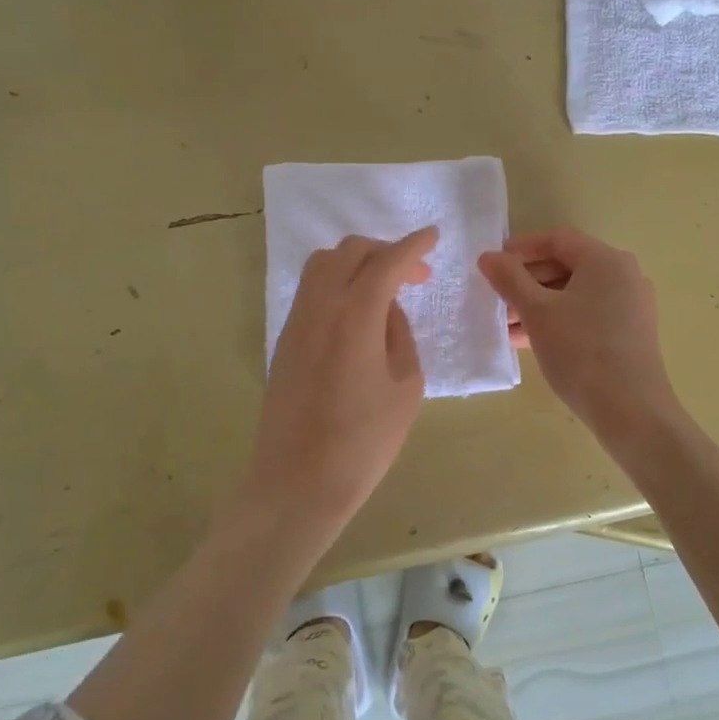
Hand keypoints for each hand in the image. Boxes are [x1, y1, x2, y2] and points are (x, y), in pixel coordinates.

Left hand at [239, 227, 438, 539]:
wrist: (297, 483)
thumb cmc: (363, 441)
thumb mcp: (405, 386)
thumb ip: (399, 334)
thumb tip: (387, 309)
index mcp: (355, 315)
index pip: (386, 261)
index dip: (413, 245)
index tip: (434, 236)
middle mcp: (320, 306)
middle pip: (349, 252)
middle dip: (385, 250)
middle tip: (414, 273)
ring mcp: (296, 321)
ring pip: (322, 264)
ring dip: (356, 262)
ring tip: (384, 288)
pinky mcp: (284, 340)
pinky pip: (311, 290)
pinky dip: (337, 282)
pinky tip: (357, 311)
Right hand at [478, 227, 682, 446]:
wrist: (631, 412)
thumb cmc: (581, 351)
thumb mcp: (538, 313)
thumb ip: (510, 279)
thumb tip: (488, 256)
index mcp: (606, 260)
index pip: (557, 239)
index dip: (521, 248)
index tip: (492, 264)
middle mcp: (623, 275)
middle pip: (566, 265)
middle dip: (526, 281)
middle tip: (496, 297)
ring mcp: (629, 305)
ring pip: (574, 294)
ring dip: (538, 304)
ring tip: (504, 324)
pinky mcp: (629, 333)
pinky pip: (586, 314)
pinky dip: (557, 320)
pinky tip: (527, 340)